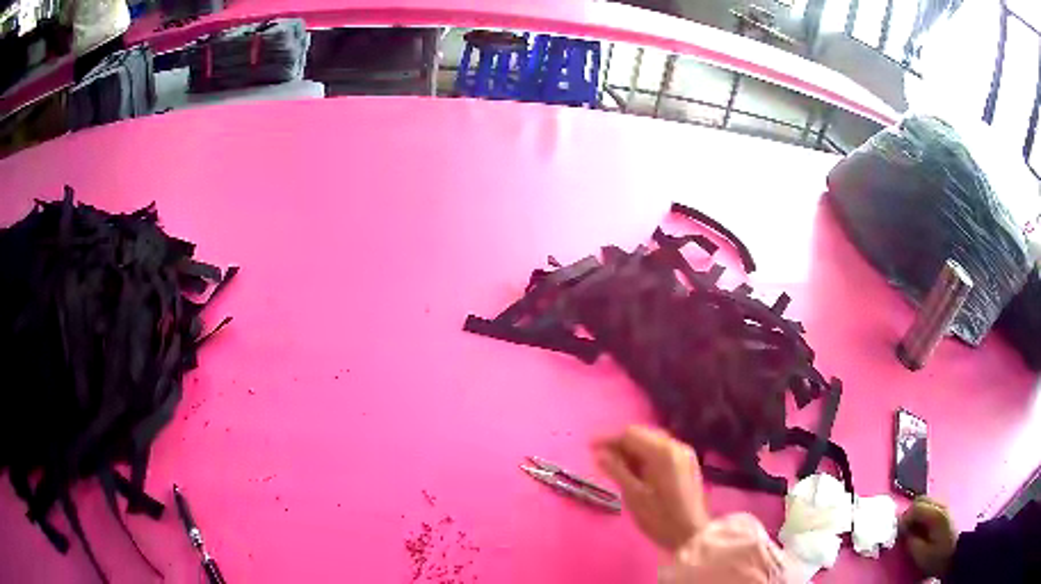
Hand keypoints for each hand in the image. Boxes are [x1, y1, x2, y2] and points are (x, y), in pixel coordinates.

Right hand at [593, 425, 709, 550]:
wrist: (691, 534)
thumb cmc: (659, 517)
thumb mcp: (633, 495)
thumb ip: (616, 470)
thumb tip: (598, 453)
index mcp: (662, 452)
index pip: (630, 434)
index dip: (608, 438)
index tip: (589, 447)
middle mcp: (676, 445)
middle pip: (643, 434)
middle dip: (620, 442)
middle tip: (599, 457)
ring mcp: (684, 453)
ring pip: (652, 441)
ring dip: (632, 448)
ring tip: (614, 464)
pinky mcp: (687, 462)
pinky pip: (662, 450)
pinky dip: (646, 455)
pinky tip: (635, 468)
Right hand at [899, 497, 957, 577]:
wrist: (958, 554)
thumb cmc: (939, 557)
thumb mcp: (922, 555)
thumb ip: (912, 541)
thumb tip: (904, 533)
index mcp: (935, 514)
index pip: (915, 507)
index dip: (903, 519)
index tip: (897, 533)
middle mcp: (941, 505)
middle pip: (921, 500)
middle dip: (910, 514)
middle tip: (903, 531)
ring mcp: (946, 506)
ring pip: (927, 502)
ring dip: (917, 514)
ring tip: (912, 531)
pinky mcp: (947, 511)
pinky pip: (932, 507)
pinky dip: (924, 514)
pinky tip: (922, 528)